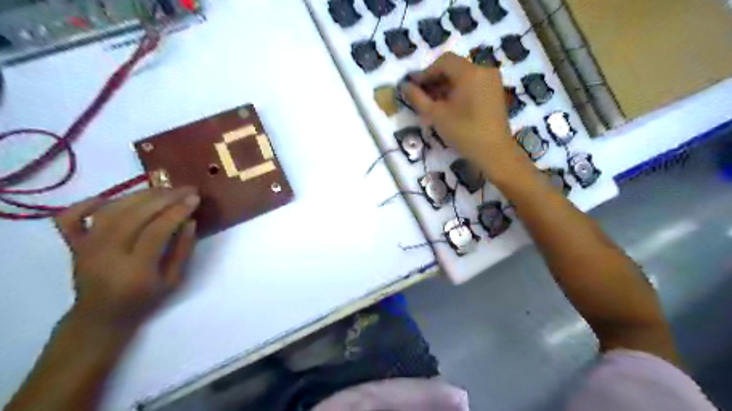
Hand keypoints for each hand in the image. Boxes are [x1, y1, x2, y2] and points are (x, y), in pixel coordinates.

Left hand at [53, 187, 198, 331]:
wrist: (101, 315)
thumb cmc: (143, 300)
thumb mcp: (174, 281)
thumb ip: (183, 250)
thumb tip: (190, 221)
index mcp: (135, 268)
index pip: (157, 230)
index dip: (177, 211)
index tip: (195, 198)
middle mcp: (107, 253)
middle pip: (135, 215)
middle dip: (164, 198)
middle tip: (185, 188)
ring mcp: (86, 247)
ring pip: (111, 210)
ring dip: (140, 195)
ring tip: (163, 189)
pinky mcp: (73, 244)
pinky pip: (72, 217)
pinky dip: (87, 203)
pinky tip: (110, 197)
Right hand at [402, 51, 535, 182]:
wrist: (494, 152)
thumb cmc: (464, 132)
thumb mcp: (436, 115)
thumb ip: (418, 98)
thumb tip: (404, 86)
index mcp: (470, 72)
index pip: (443, 61)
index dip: (426, 72)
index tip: (414, 87)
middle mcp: (484, 70)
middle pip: (454, 67)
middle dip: (435, 79)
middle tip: (422, 96)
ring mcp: (492, 80)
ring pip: (463, 76)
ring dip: (446, 85)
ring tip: (433, 103)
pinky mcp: (495, 92)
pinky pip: (473, 83)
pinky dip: (459, 90)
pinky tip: (449, 105)